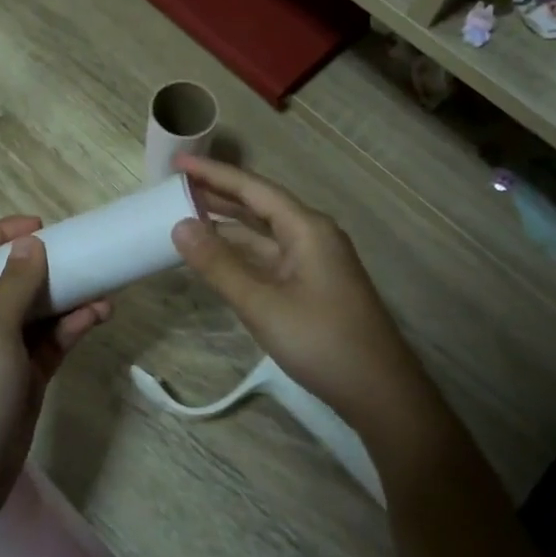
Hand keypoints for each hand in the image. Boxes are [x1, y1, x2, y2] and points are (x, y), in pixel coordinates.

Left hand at [0, 217, 111, 516]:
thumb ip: (15, 284)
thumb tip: (31, 243)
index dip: (4, 232)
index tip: (43, 226)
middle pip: (16, 277)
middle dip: (47, 261)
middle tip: (82, 253)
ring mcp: (11, 348)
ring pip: (43, 308)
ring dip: (70, 294)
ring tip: (104, 285)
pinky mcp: (32, 374)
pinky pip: (57, 339)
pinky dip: (77, 324)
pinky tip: (101, 315)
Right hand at [171, 156, 438, 445]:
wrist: (380, 393)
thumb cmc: (322, 342)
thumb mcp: (262, 304)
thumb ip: (219, 265)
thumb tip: (180, 226)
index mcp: (307, 228)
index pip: (253, 189)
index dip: (214, 174)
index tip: (178, 162)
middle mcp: (312, 236)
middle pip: (259, 206)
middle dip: (218, 195)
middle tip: (175, 186)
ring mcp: (313, 262)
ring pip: (263, 234)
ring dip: (227, 226)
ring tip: (186, 216)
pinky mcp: (312, 286)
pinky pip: (269, 258)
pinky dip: (240, 254)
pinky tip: (216, 258)